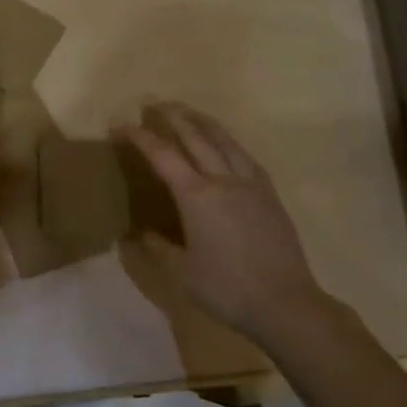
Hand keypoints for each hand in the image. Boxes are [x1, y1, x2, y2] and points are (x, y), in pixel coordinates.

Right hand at [120, 102, 338, 347]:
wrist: (285, 303)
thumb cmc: (226, 289)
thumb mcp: (182, 273)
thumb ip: (158, 248)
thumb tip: (138, 234)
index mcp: (196, 196)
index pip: (163, 156)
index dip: (140, 137)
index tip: (121, 125)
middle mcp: (223, 180)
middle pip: (196, 137)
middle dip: (173, 117)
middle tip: (155, 104)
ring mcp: (251, 184)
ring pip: (225, 141)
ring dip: (203, 122)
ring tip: (189, 111)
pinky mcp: (270, 194)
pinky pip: (245, 156)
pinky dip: (229, 142)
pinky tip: (226, 144)